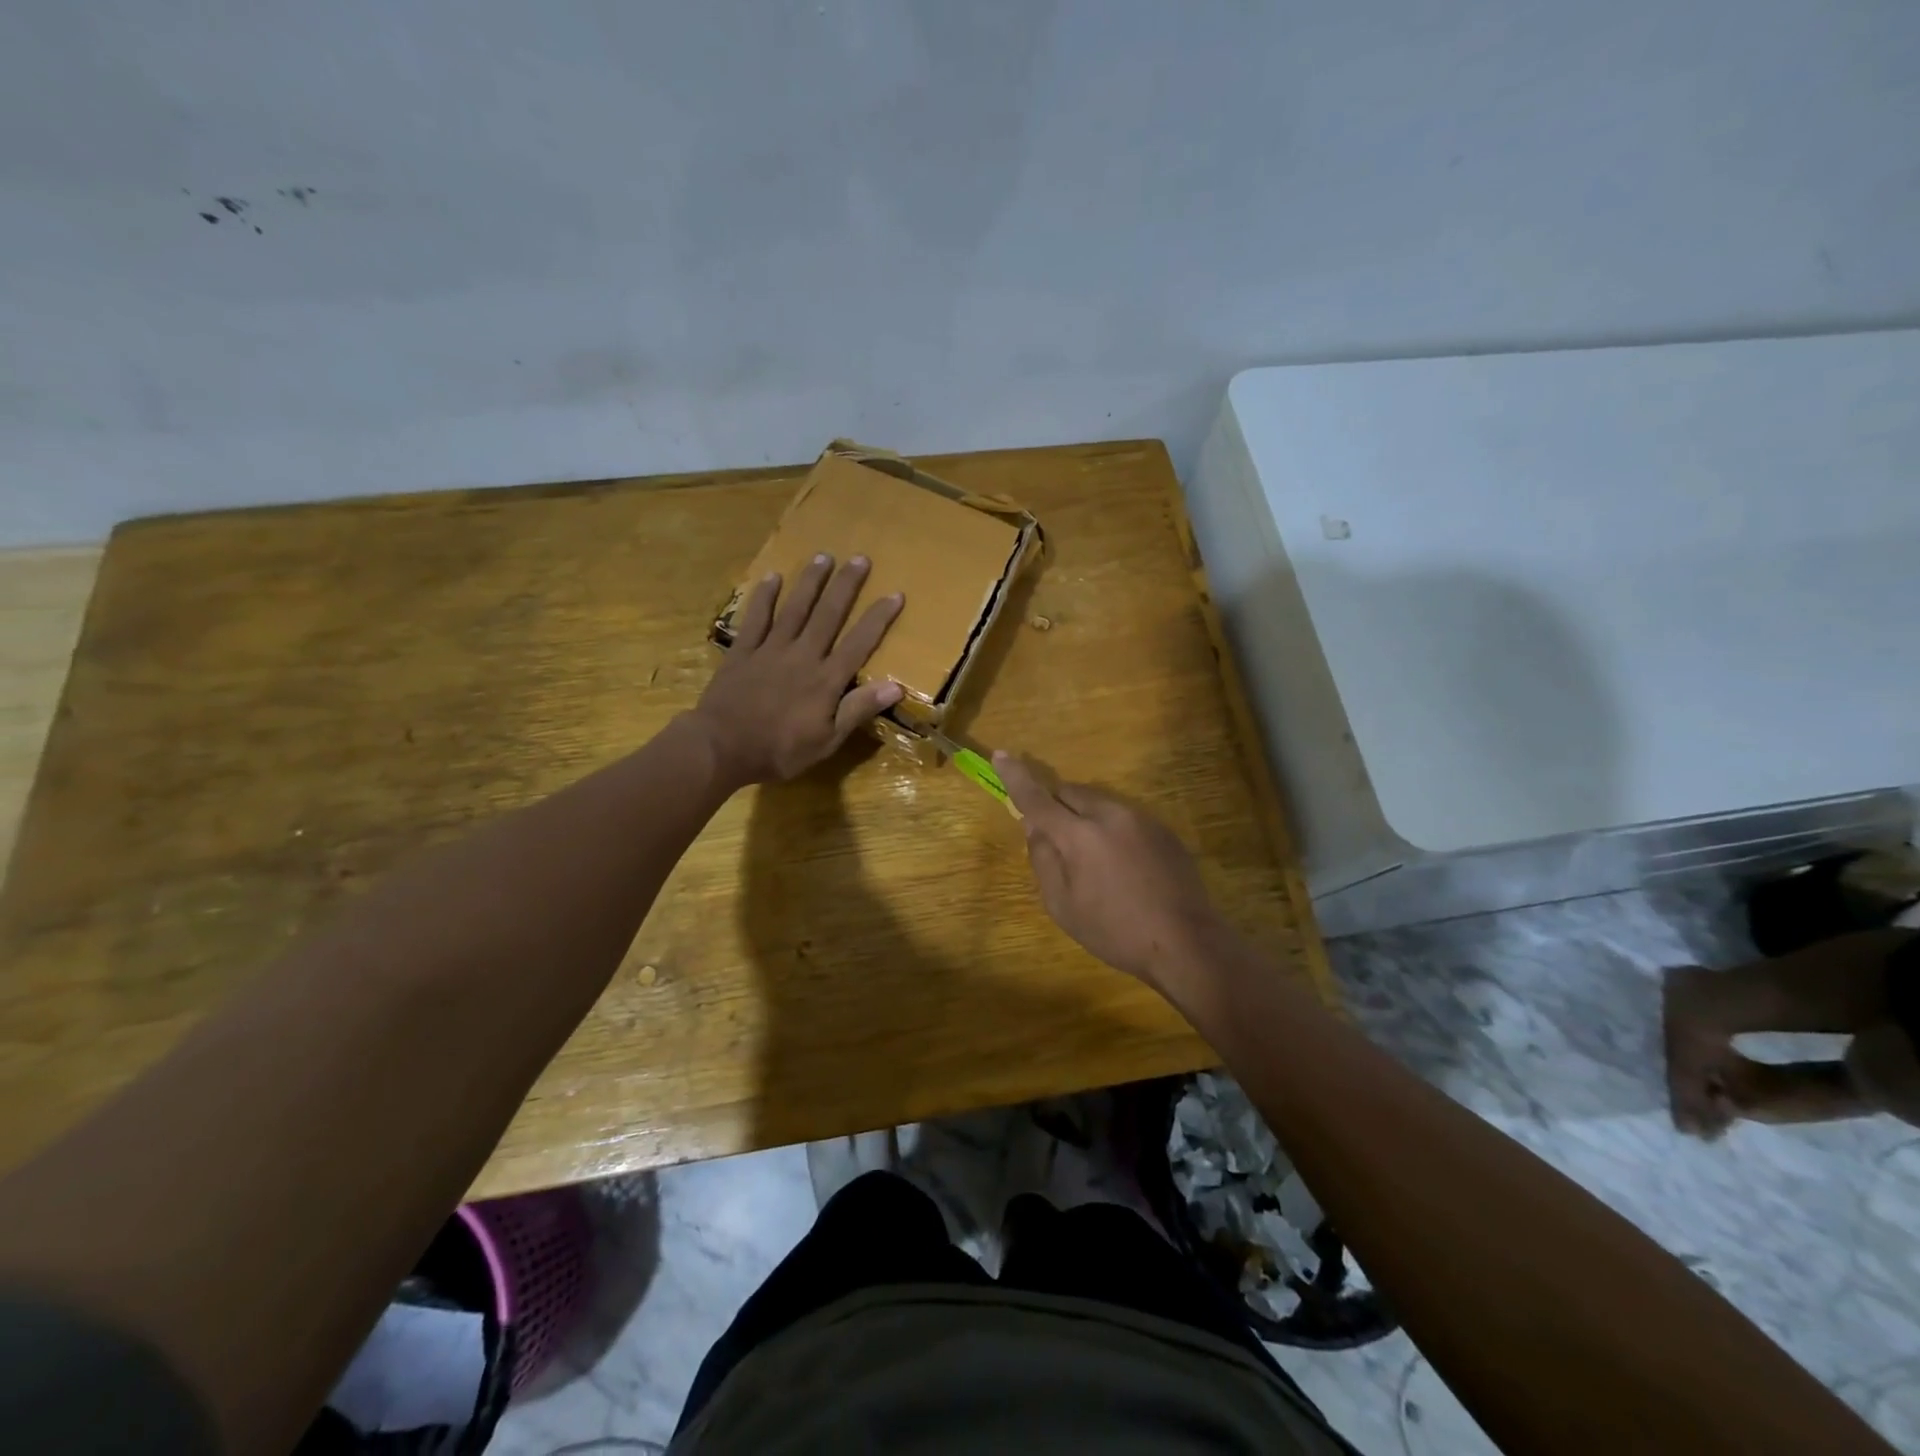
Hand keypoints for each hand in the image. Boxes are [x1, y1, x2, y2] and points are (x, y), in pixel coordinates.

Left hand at [693, 554, 904, 786]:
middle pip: (828, 615)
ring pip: (795, 608)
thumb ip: (858, 710)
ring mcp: (770, 649)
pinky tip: (772, 577)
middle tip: (859, 558)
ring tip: (823, 556)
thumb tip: (896, 686)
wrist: (721, 747)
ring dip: (810, 582)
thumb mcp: (826, 741)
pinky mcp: (743, 651)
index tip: (895, 594)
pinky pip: (756, 618)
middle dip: (846, 586)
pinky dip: (764, 597)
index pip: (859, 643)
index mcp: (826, 679)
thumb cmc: (779, 750)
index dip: (878, 618)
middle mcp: (802, 655)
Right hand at [994, 753, 1224, 991]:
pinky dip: (1111, 828)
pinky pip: (1124, 816)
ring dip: (1085, 817)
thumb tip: (1034, 827)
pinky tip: (1123, 865)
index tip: (1001, 755)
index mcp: (1079, 835)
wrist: (1186, 942)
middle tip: (1055, 837)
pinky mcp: (1163, 829)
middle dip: (1056, 805)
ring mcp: (1141, 818)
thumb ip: (1043, 860)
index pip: (1037, 798)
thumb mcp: (1063, 906)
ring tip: (1094, 859)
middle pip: (1071, 792)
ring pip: (1099, 802)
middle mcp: (1109, 814)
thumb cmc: (1115, 931)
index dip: (1016, 777)